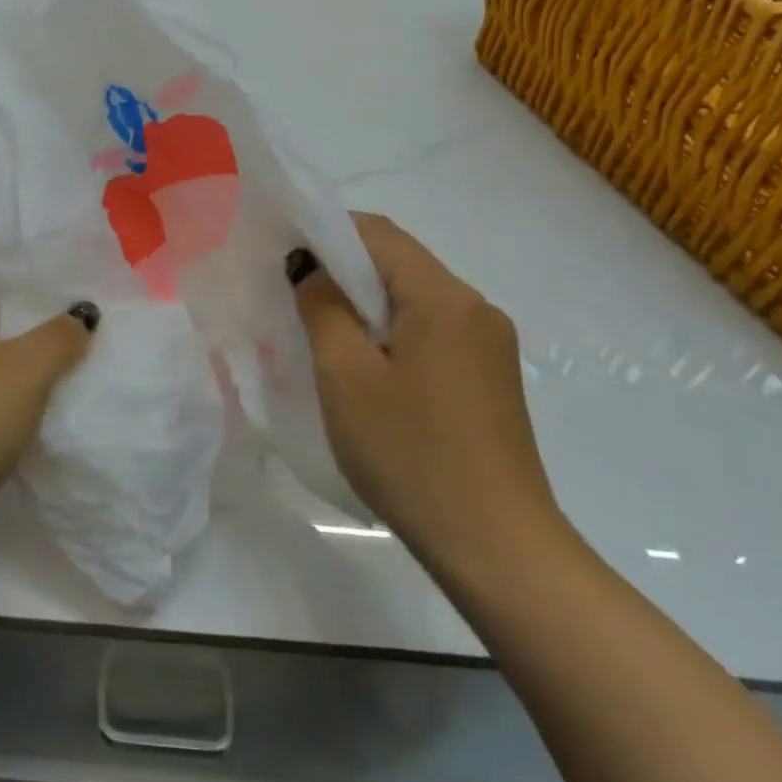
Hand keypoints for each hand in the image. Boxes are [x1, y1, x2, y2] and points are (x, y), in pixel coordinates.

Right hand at [294, 212, 565, 586]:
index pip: (378, 233)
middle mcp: (475, 308)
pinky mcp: (489, 376)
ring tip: (321, 332)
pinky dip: (391, 331)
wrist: (498, 550)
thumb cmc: (411, 454)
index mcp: (444, 298)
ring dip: (365, 302)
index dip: (325, 231)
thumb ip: (322, 306)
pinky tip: (366, 366)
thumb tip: (308, 265)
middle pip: (399, 262)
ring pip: (414, 298)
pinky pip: (431, 330)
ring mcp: (489, 344)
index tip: (283, 255)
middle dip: (342, 268)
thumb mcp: (346, 376)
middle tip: (293, 294)